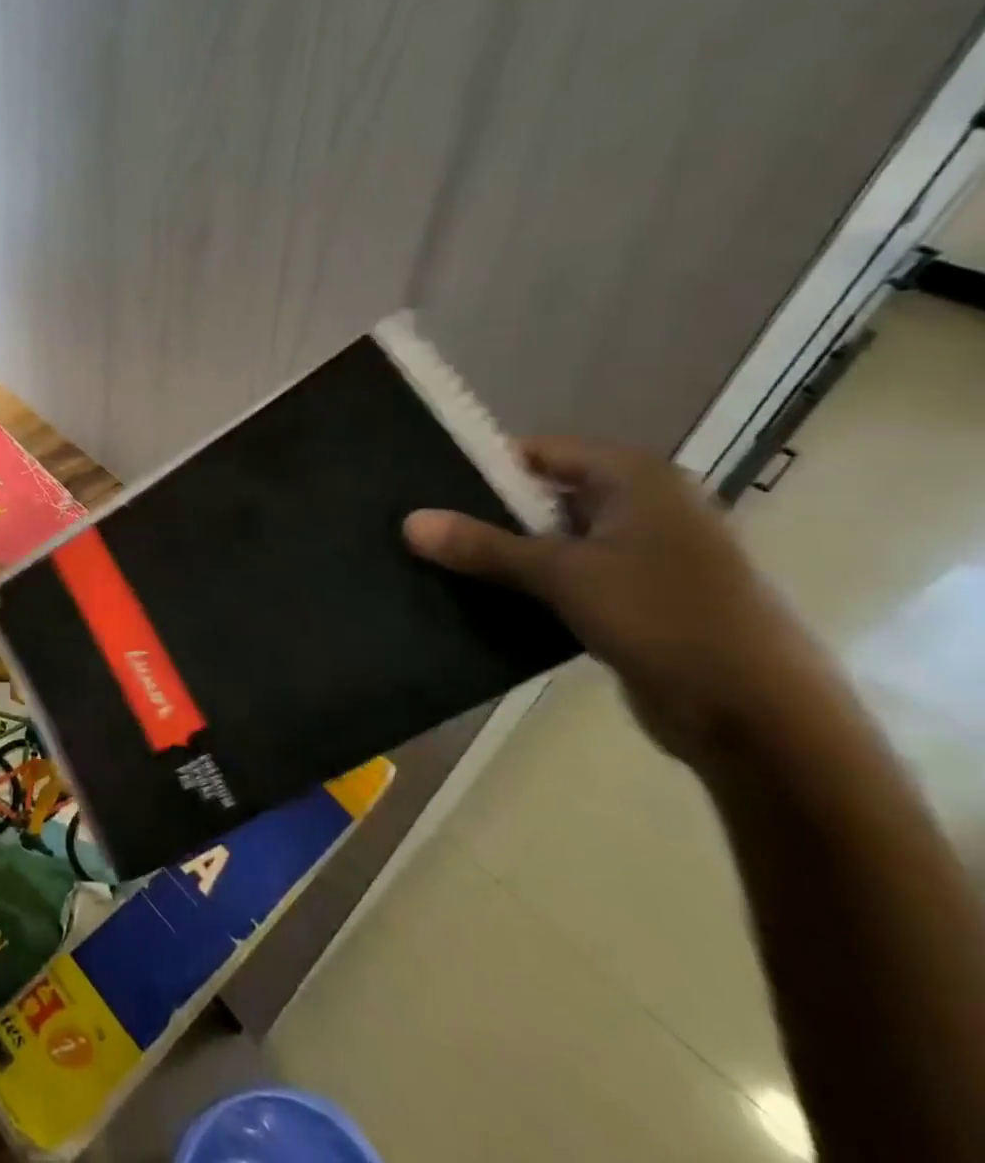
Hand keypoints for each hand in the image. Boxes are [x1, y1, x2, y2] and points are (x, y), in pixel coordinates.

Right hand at [403, 436, 837, 766]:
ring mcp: (644, 554)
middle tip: (425, 526)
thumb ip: (483, 545)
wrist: (759, 718)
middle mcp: (643, 505)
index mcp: (636, 478)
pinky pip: (569, 577)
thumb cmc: (664, 618)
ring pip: (553, 540)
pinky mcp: (638, 598)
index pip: (539, 451)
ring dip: (506, 553)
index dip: (484, 466)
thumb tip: (409, 522)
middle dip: (487, 513)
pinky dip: (531, 584)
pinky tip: (483, 596)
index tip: (427, 486)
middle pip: (543, 494)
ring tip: (440, 560)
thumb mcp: (563, 574)